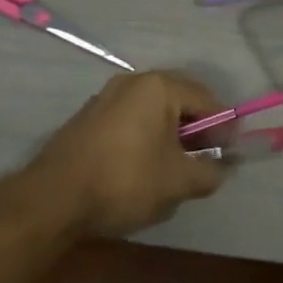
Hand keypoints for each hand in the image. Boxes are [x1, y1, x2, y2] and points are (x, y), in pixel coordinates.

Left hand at [20, 71, 226, 238]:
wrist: (52, 200)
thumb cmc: (125, 181)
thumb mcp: (179, 182)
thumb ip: (210, 173)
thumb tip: (221, 169)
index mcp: (159, 87)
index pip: (207, 100)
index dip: (224, 127)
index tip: (230, 153)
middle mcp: (132, 82)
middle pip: (179, 100)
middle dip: (197, 129)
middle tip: (206, 157)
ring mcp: (105, 98)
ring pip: (152, 111)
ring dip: (170, 134)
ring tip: (175, 166)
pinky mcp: (87, 118)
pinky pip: (129, 121)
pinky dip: (145, 137)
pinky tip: (143, 167)